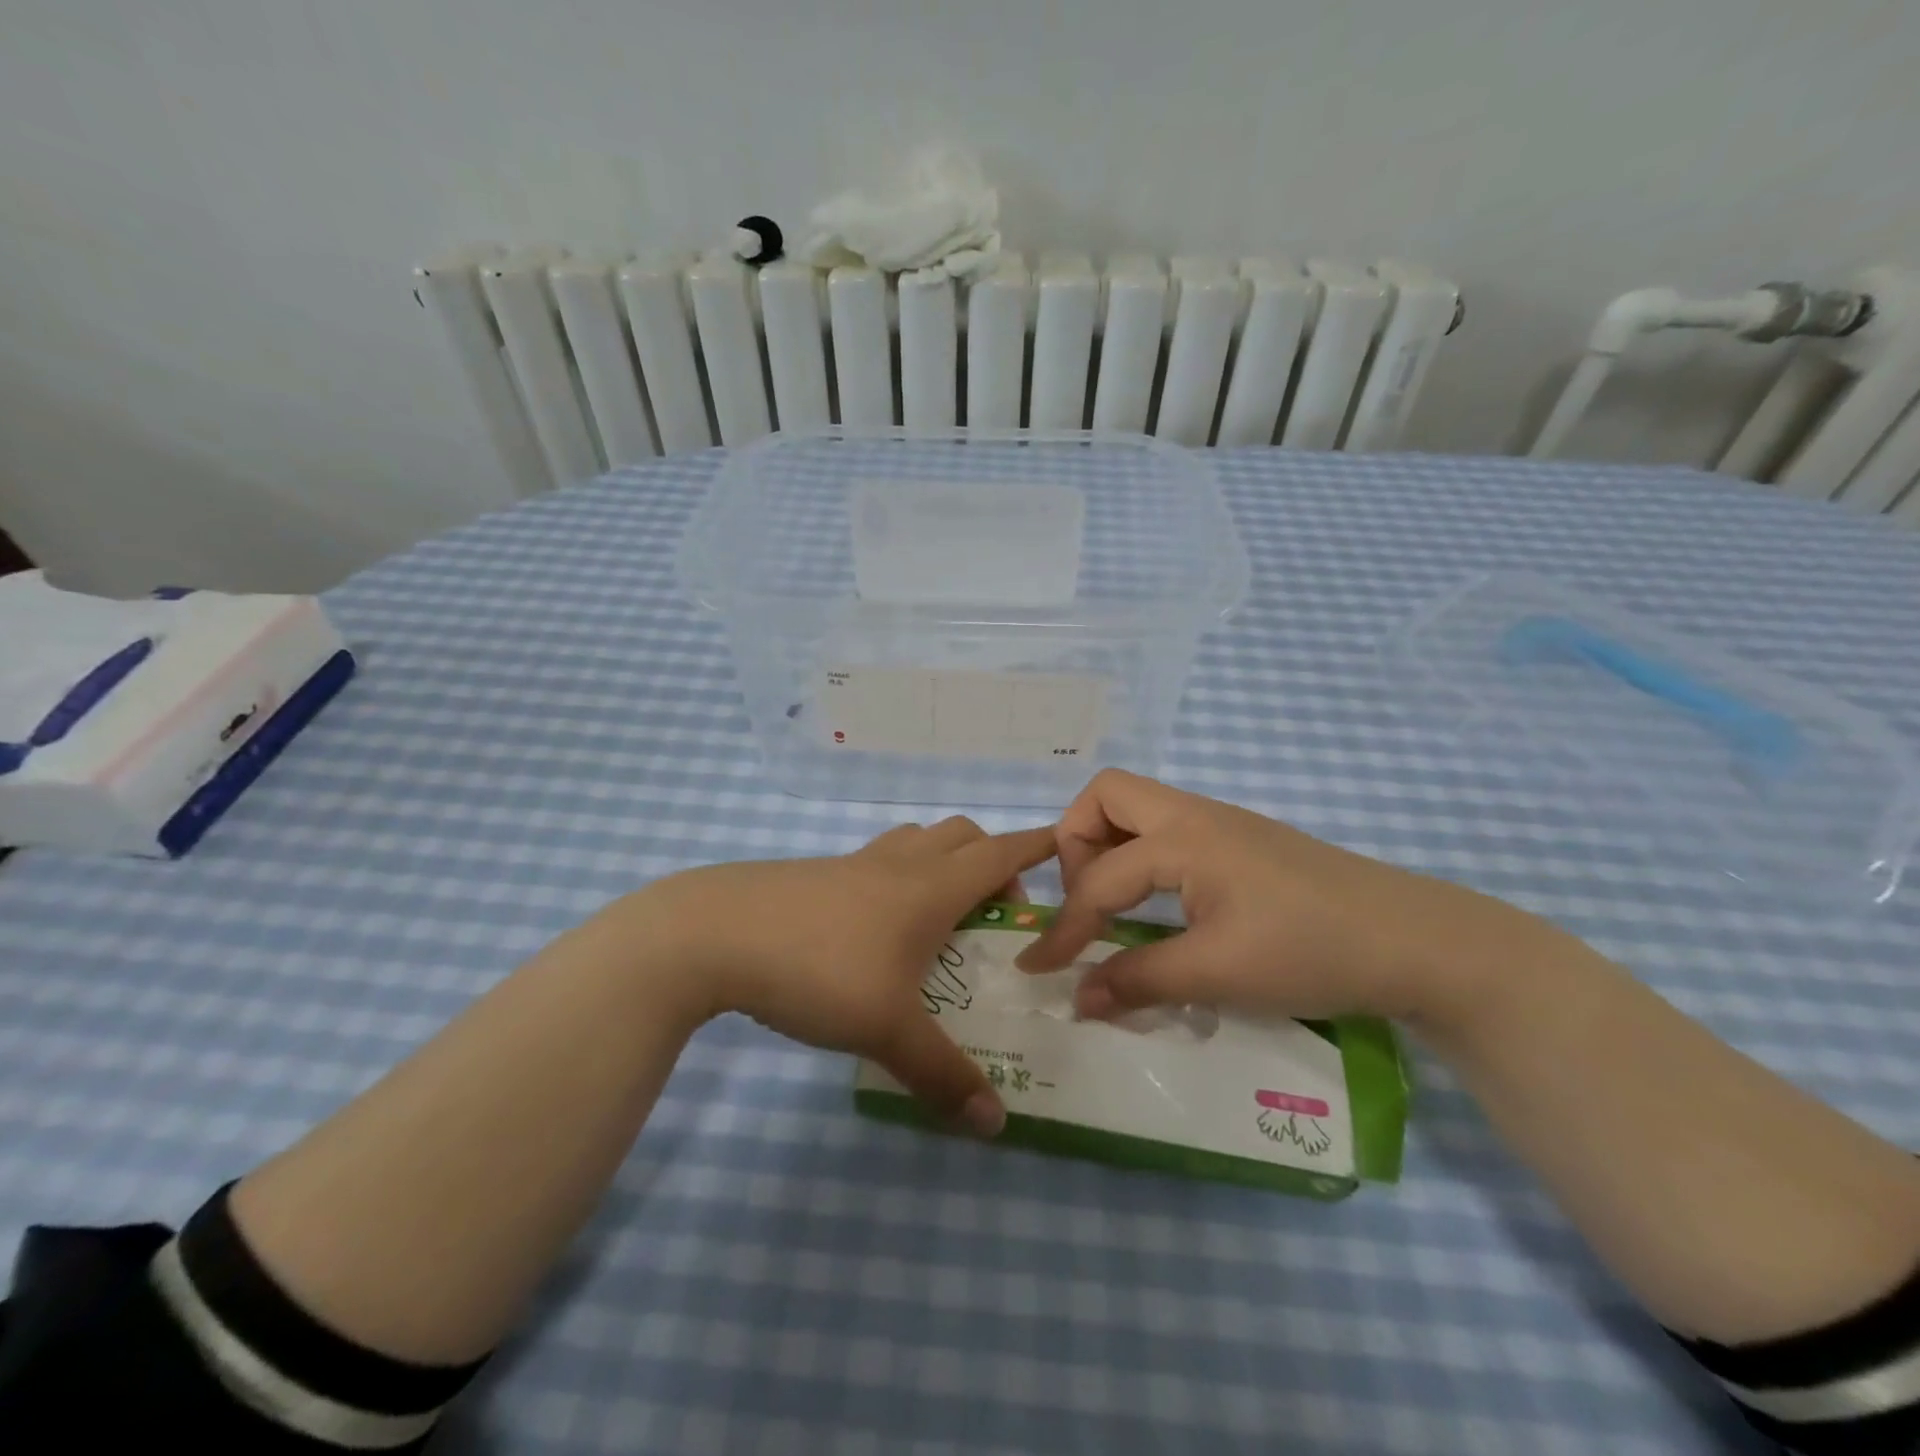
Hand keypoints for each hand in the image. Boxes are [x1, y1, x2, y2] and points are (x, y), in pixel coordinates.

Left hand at [645, 818, 1056, 1135]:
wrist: (712, 933)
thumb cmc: (817, 969)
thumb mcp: (886, 1029)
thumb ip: (942, 1076)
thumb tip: (996, 1125)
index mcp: (930, 887)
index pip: (999, 853)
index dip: (1036, 847)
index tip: (1063, 845)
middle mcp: (899, 863)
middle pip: (962, 836)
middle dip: (991, 859)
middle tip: (994, 910)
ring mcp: (854, 862)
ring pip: (916, 841)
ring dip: (942, 861)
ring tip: (938, 916)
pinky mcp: (816, 873)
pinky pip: (877, 859)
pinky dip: (898, 874)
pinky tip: (875, 926)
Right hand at [1015, 770, 1540, 1028]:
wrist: (1416, 941)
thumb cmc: (1310, 951)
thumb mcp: (1218, 974)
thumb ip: (1138, 981)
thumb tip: (1077, 999)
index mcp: (1181, 838)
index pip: (1098, 879)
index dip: (1063, 927)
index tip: (1038, 967)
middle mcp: (1194, 815)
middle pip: (1106, 795)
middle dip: (1077, 843)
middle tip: (1086, 900)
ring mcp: (1221, 823)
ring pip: (1139, 808)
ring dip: (1110, 846)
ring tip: (1113, 904)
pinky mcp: (1242, 842)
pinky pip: (1168, 831)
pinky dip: (1143, 857)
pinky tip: (1160, 906)